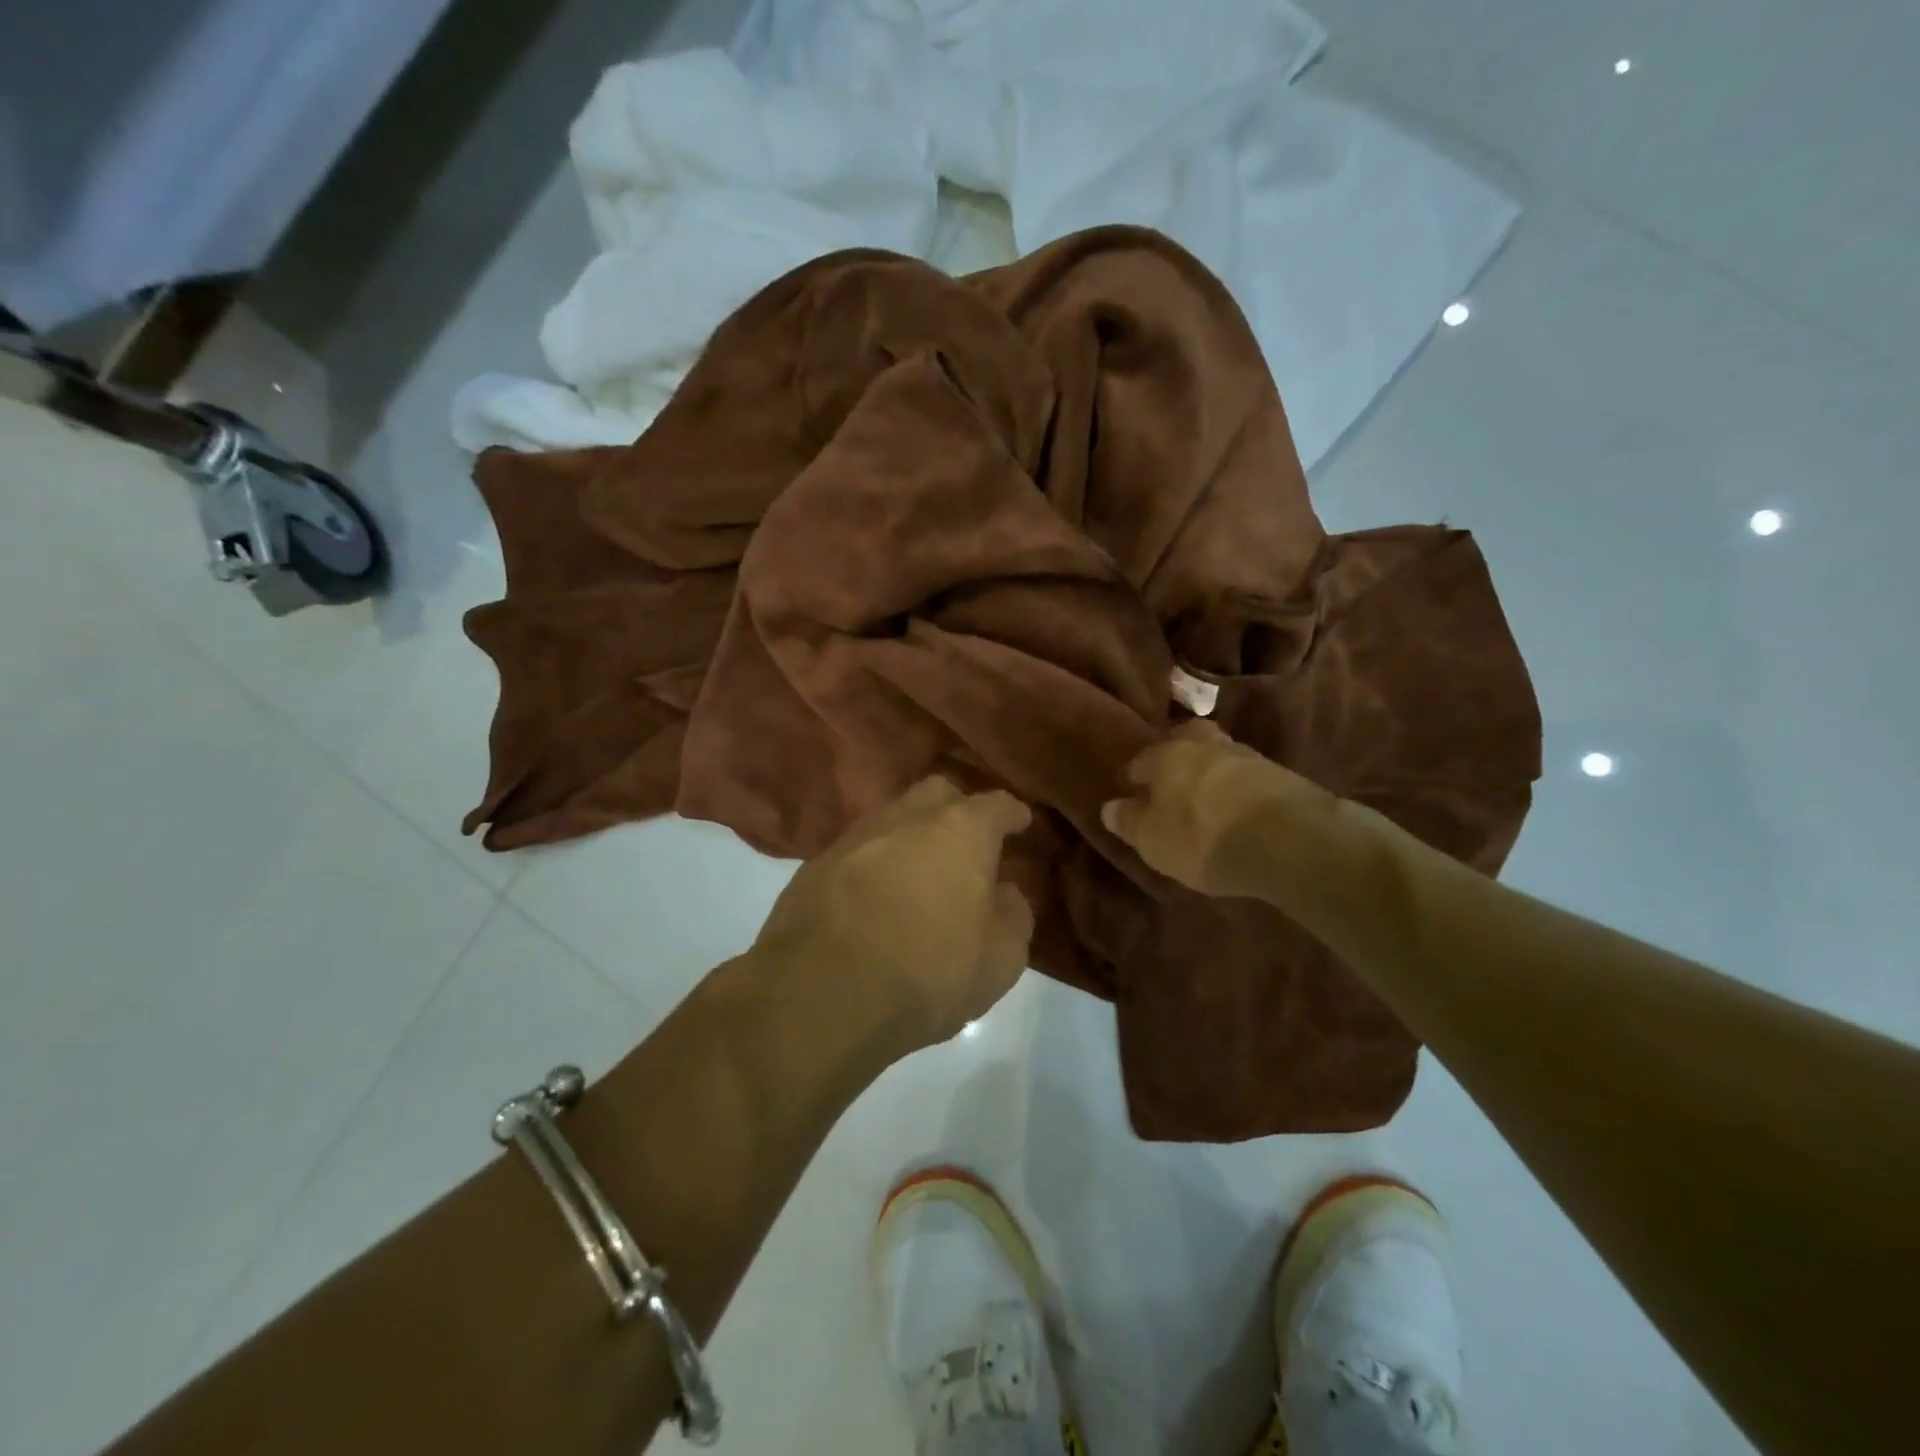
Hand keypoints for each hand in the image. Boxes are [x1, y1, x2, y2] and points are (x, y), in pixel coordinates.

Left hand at [753, 777, 1034, 1052]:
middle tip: (968, 842)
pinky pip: (858, 852)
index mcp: (960, 831)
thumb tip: (1003, 893)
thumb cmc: (928, 972)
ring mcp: (855, 837)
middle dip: (957, 810)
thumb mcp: (1000, 959)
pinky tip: (876, 898)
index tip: (1020, 822)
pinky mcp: (815, 865)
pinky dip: (874, 865)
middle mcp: (906, 818)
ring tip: (920, 872)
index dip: (1012, 813)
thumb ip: (1013, 916)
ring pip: (892, 819)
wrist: (820, 994)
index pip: (996, 805)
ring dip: (911, 837)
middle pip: (938, 794)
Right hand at [1101, 720, 1333, 899]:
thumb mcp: (1152, 840)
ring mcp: (1249, 757)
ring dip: (1214, 772)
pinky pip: (1251, 778)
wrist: (1289, 841)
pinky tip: (1241, 810)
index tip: (1135, 793)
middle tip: (1175, 782)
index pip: (1143, 759)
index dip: (1136, 777)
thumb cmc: (1202, 838)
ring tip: (1210, 800)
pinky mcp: (1284, 776)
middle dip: (1179, 755)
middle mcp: (1206, 745)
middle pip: (1187, 740)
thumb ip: (1129, 821)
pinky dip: (1242, 790)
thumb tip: (1110, 807)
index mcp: (1167, 755)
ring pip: (1221, 755)